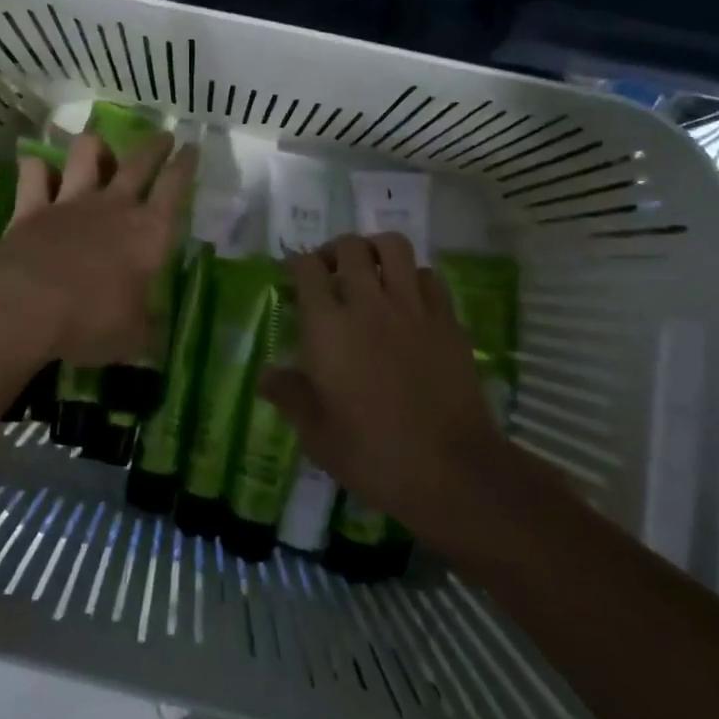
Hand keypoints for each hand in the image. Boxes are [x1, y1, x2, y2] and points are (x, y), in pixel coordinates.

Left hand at [0, 131, 196, 371]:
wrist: (26, 305)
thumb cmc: (91, 320)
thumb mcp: (133, 338)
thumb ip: (147, 329)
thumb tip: (156, 333)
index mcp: (149, 232)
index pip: (175, 187)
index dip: (186, 165)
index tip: (192, 147)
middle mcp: (114, 206)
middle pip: (139, 162)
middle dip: (155, 146)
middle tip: (163, 136)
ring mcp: (71, 201)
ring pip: (87, 153)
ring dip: (95, 146)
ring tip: (98, 148)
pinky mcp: (32, 206)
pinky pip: (35, 173)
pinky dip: (38, 168)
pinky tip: (40, 170)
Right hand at [263, 234, 510, 535]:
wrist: (451, 472)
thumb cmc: (373, 456)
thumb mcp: (317, 435)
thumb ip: (290, 396)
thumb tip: (266, 376)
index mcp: (328, 328)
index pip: (307, 269)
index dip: (296, 263)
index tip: (292, 273)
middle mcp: (368, 304)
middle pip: (350, 247)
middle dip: (334, 250)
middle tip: (329, 271)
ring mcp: (413, 308)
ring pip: (394, 247)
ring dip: (376, 250)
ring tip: (370, 270)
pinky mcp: (448, 321)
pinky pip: (430, 277)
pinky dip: (414, 277)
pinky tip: (408, 298)